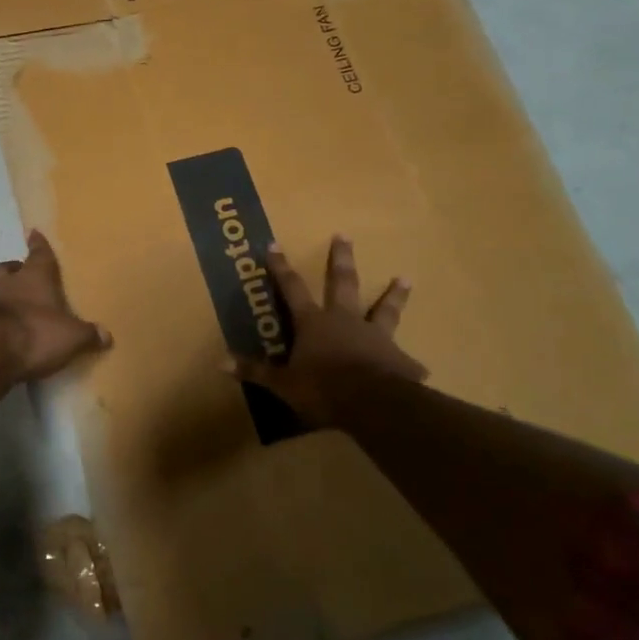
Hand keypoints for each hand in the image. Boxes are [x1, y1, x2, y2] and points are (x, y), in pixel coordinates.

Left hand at [0, 230, 111, 381]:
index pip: (39, 253)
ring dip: (5, 293)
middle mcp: (10, 282)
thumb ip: (88, 334)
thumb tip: (106, 336)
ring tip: (16, 303)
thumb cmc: (37, 332)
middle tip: (24, 273)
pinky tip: (7, 328)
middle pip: (10, 268)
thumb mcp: (72, 337)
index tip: (34, 232)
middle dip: (17, 269)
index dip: (38, 244)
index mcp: (36, 276)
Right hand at [226, 237, 426, 426]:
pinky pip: (405, 360)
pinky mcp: (399, 359)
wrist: (372, 404)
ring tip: (405, 278)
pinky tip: (419, 368)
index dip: (281, 268)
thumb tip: (220, 362)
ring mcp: (375, 336)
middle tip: (344, 235)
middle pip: (342, 283)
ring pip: (384, 309)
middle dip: (341, 259)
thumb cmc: (322, 388)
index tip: (275, 245)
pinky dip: (409, 364)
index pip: (292, 289)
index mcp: (313, 323)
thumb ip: (255, 371)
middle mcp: (344, 320)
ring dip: (394, 294)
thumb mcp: (283, 383)